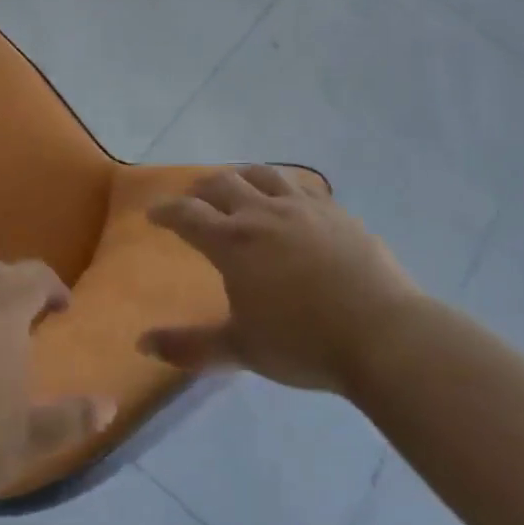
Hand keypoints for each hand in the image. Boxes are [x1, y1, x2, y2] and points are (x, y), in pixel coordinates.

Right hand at [142, 166, 418, 393]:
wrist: (381, 332)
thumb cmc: (302, 342)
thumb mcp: (240, 349)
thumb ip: (189, 346)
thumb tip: (142, 344)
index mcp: (233, 242)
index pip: (187, 215)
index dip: (166, 212)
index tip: (154, 214)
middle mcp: (262, 213)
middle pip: (222, 184)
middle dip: (200, 189)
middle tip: (193, 200)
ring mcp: (302, 207)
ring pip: (261, 175)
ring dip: (240, 176)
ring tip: (237, 185)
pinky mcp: (335, 211)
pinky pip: (300, 185)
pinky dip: (282, 185)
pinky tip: (288, 197)